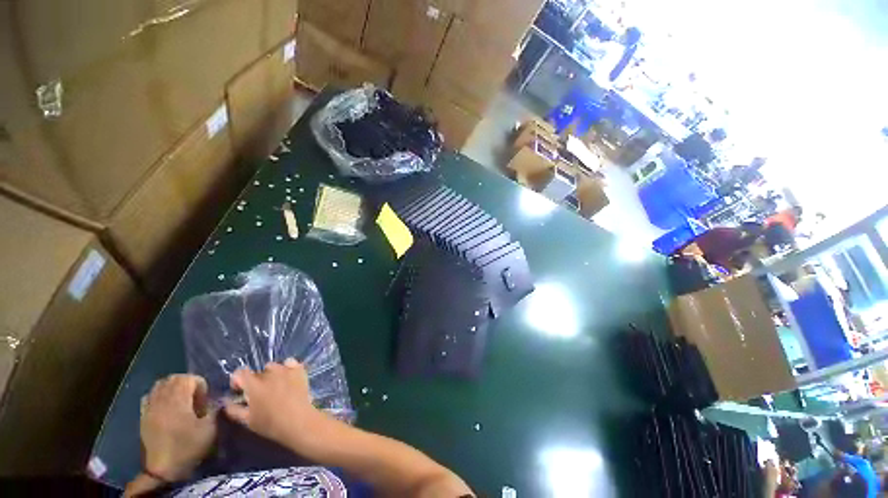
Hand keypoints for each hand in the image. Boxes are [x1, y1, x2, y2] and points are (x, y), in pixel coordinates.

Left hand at [140, 374, 215, 480]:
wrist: (163, 469)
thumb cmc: (188, 447)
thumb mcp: (209, 429)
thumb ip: (214, 409)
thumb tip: (218, 399)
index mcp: (178, 401)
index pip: (189, 378)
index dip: (200, 385)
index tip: (204, 400)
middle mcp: (162, 400)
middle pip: (174, 378)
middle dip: (187, 383)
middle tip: (195, 398)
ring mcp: (150, 407)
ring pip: (160, 385)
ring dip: (173, 387)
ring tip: (181, 400)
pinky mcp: (143, 416)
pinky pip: (150, 396)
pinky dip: (159, 395)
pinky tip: (166, 406)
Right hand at [224, 359, 323, 449]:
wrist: (298, 420)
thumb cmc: (270, 423)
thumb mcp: (247, 420)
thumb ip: (234, 409)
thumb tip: (226, 401)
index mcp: (253, 385)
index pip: (240, 372)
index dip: (238, 380)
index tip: (240, 390)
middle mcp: (269, 373)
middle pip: (258, 372)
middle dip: (256, 381)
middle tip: (260, 394)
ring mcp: (285, 369)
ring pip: (273, 366)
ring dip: (271, 374)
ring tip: (275, 386)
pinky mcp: (299, 369)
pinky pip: (290, 363)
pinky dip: (288, 368)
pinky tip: (288, 377)